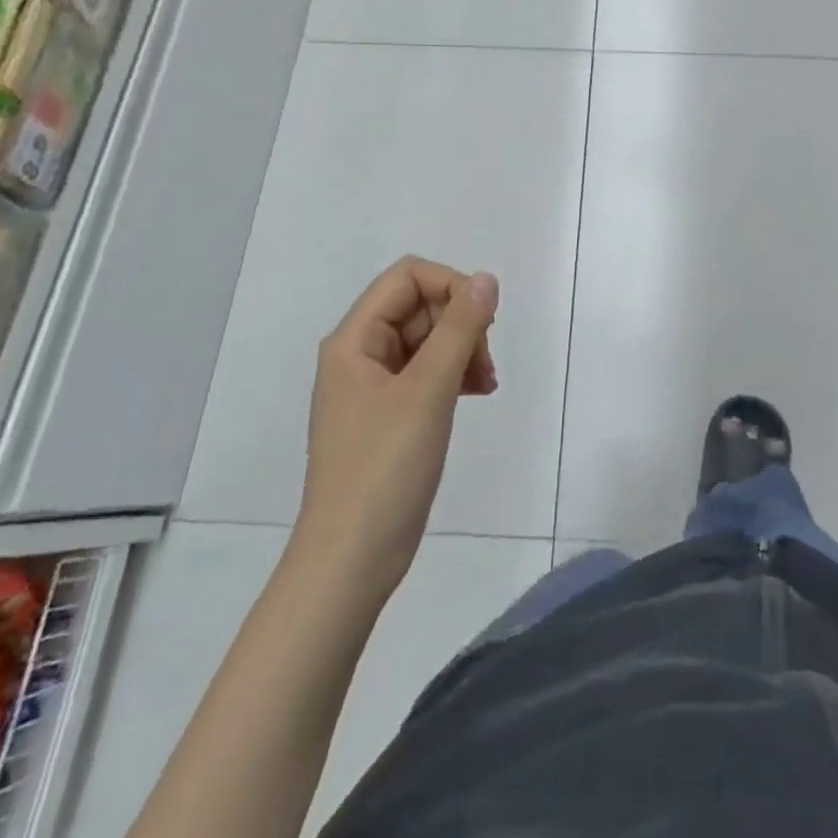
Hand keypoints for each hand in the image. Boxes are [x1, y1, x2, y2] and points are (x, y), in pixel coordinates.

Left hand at [297, 257, 499, 595]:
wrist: (351, 560)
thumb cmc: (384, 469)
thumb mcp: (427, 391)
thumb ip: (460, 329)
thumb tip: (485, 279)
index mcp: (354, 340)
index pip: (407, 277)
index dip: (450, 286)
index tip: (482, 322)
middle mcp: (360, 354)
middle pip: (419, 306)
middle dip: (460, 324)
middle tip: (484, 363)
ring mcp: (374, 386)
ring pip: (427, 339)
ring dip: (462, 350)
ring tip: (485, 383)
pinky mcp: (390, 414)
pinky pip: (427, 372)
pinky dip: (455, 374)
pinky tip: (477, 393)